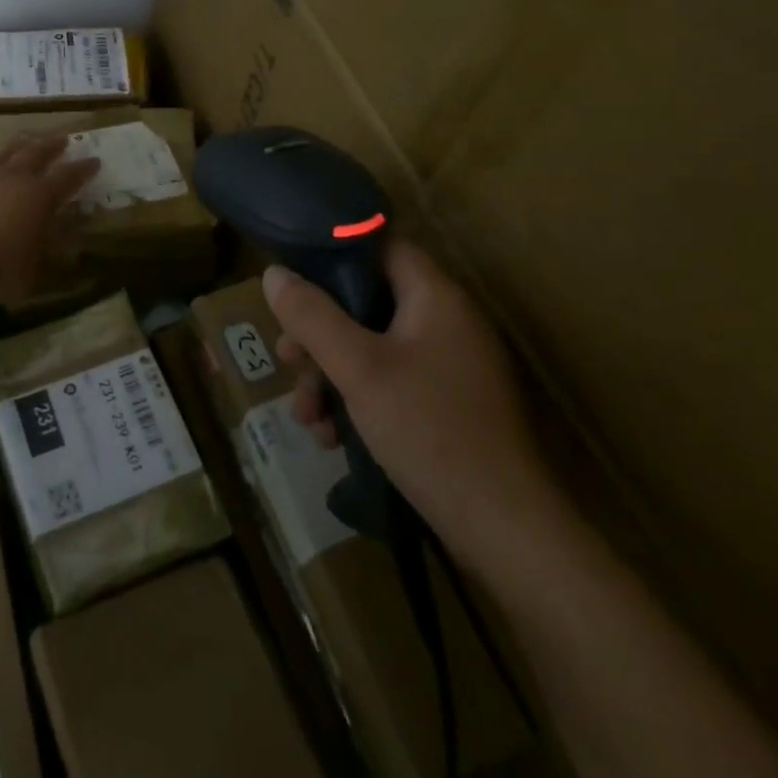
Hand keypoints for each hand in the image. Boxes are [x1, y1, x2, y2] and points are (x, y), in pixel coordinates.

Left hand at [0, 132, 98, 305]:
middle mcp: (15, 177)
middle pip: (38, 152)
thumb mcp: (31, 267)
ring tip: (29, 140)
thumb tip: (50, 237)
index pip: (68, 177)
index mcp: (39, 196)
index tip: (95, 161)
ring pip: (8, 150)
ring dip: (23, 143)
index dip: (83, 169)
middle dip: (53, 145)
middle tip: (64, 139)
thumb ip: (41, 246)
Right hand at [265, 239, 560, 568]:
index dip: (333, 256)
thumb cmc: (429, 430)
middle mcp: (446, 322)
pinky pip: (390, 382)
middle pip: (367, 303)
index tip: (292, 281)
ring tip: (306, 416)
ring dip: (330, 375)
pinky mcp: (445, 404)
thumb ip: (313, 316)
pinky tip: (331, 437)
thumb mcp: (358, 369)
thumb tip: (273, 272)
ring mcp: (448, 366)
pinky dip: (357, 401)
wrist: (503, 530)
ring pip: (372, 348)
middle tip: (287, 359)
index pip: (380, 247)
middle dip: (319, 333)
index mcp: (436, 297)